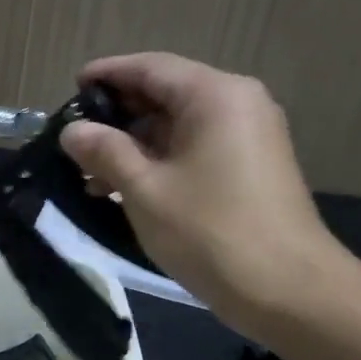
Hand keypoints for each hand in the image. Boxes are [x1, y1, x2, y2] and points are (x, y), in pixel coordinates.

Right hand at [60, 53, 349, 330]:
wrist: (289, 291)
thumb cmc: (210, 231)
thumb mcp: (143, 188)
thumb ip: (104, 151)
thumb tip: (73, 130)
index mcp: (214, 95)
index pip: (150, 67)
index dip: (106, 75)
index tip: (71, 87)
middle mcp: (237, 103)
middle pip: (165, 92)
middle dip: (118, 114)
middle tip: (75, 136)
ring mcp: (249, 135)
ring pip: (178, 123)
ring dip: (134, 143)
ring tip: (91, 174)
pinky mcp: (251, 166)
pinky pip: (195, 146)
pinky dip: (159, 159)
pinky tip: (125, 187)